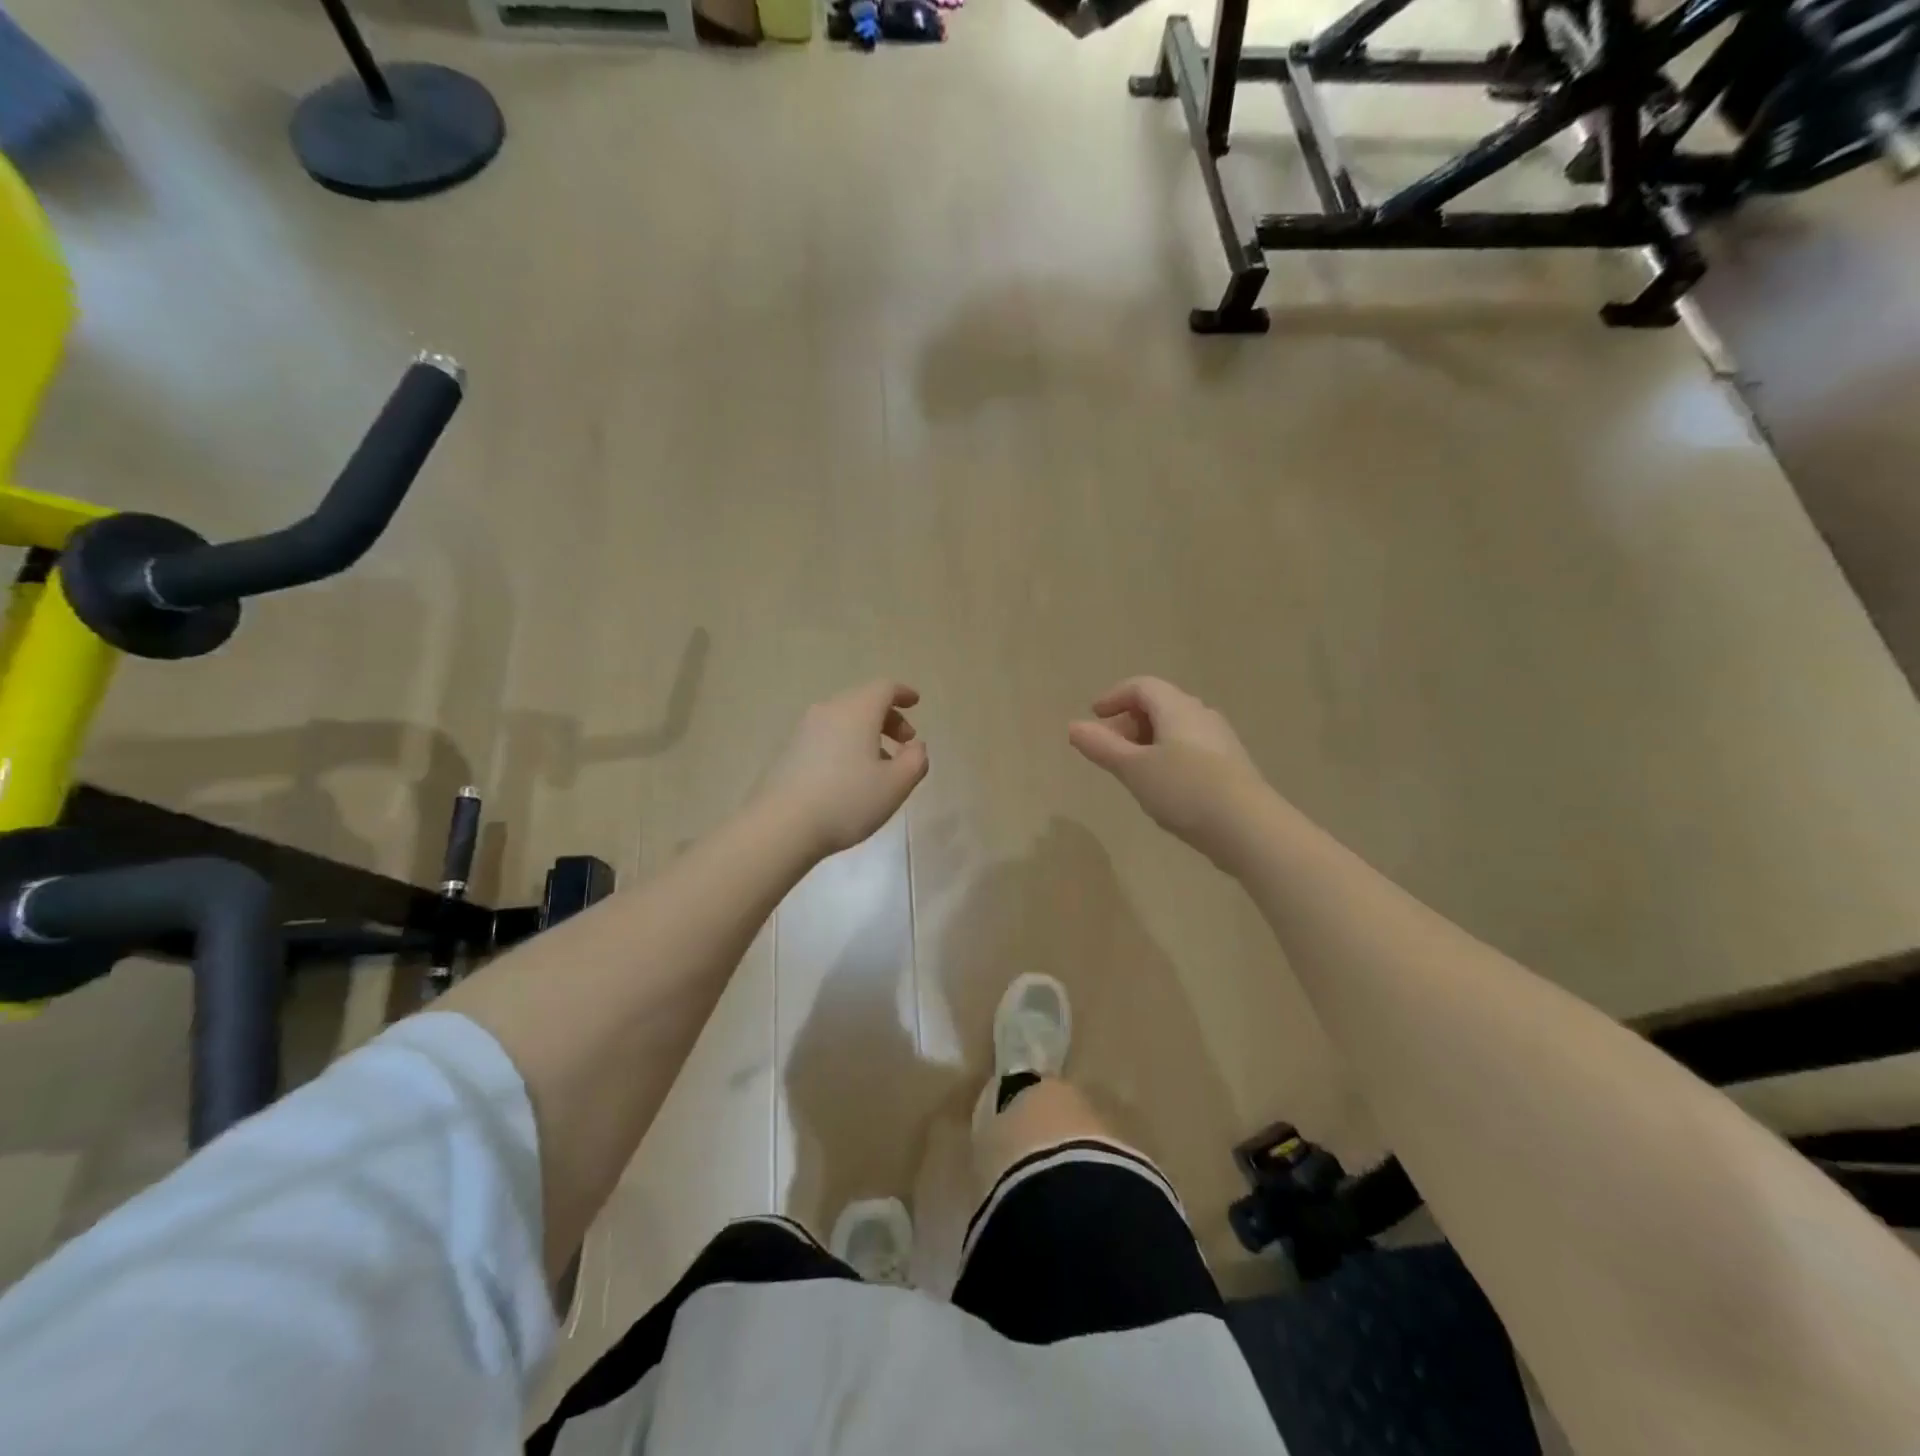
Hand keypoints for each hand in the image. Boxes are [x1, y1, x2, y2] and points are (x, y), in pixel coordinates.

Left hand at [761, 681, 928, 857]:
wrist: (782, 825)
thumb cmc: (847, 800)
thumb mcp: (896, 785)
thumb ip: (916, 761)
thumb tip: (916, 746)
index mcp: (857, 711)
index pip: (884, 688)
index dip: (902, 693)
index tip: (915, 703)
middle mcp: (829, 710)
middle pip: (863, 701)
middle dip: (888, 717)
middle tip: (905, 742)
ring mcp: (805, 729)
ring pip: (844, 719)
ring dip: (867, 733)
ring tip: (880, 764)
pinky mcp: (790, 750)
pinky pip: (827, 735)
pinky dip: (846, 743)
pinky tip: (850, 774)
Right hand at [1068, 677, 1267, 861]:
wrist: (1248, 827)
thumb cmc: (1184, 790)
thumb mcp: (1133, 769)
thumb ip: (1102, 746)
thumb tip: (1073, 726)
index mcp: (1177, 708)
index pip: (1141, 686)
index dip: (1114, 697)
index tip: (1094, 716)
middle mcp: (1201, 715)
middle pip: (1159, 705)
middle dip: (1128, 722)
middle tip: (1108, 748)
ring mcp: (1220, 740)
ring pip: (1175, 728)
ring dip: (1147, 741)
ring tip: (1131, 770)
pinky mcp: (1230, 766)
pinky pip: (1190, 748)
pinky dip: (1167, 756)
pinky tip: (1162, 786)